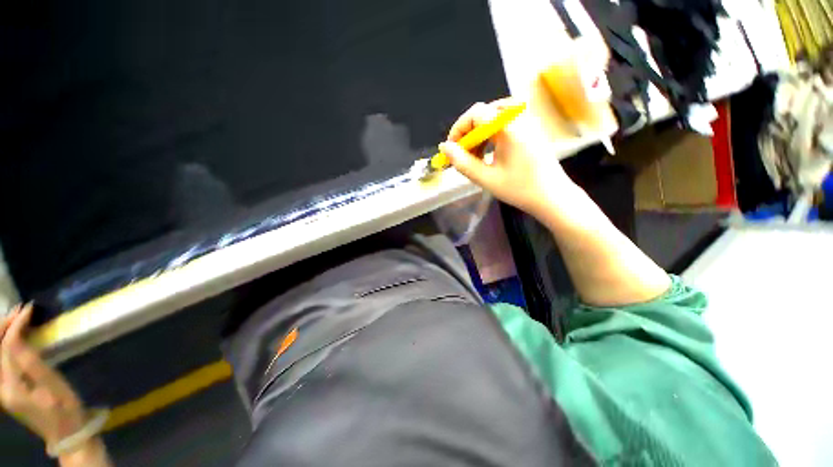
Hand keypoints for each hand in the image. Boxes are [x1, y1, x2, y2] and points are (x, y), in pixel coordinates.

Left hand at [0, 304, 86, 447]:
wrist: (66, 432)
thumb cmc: (64, 408)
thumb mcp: (52, 386)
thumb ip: (31, 362)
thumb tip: (18, 333)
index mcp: (10, 387)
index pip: (5, 347)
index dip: (14, 326)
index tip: (29, 309)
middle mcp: (0, 387)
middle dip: (4, 327)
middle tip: (21, 311)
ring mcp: (3, 389)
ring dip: (4, 334)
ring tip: (18, 319)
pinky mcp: (8, 388)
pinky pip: (2, 360)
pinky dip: (6, 345)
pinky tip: (17, 337)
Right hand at [439, 98, 576, 218]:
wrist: (552, 196)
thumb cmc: (520, 189)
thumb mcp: (486, 179)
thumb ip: (462, 163)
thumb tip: (444, 148)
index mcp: (510, 127)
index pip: (476, 113)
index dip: (458, 129)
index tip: (451, 149)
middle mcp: (519, 117)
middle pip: (483, 113)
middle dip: (468, 134)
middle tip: (462, 157)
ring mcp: (527, 121)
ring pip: (492, 118)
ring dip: (478, 136)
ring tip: (474, 158)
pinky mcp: (529, 128)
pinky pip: (503, 123)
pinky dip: (490, 136)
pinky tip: (487, 153)